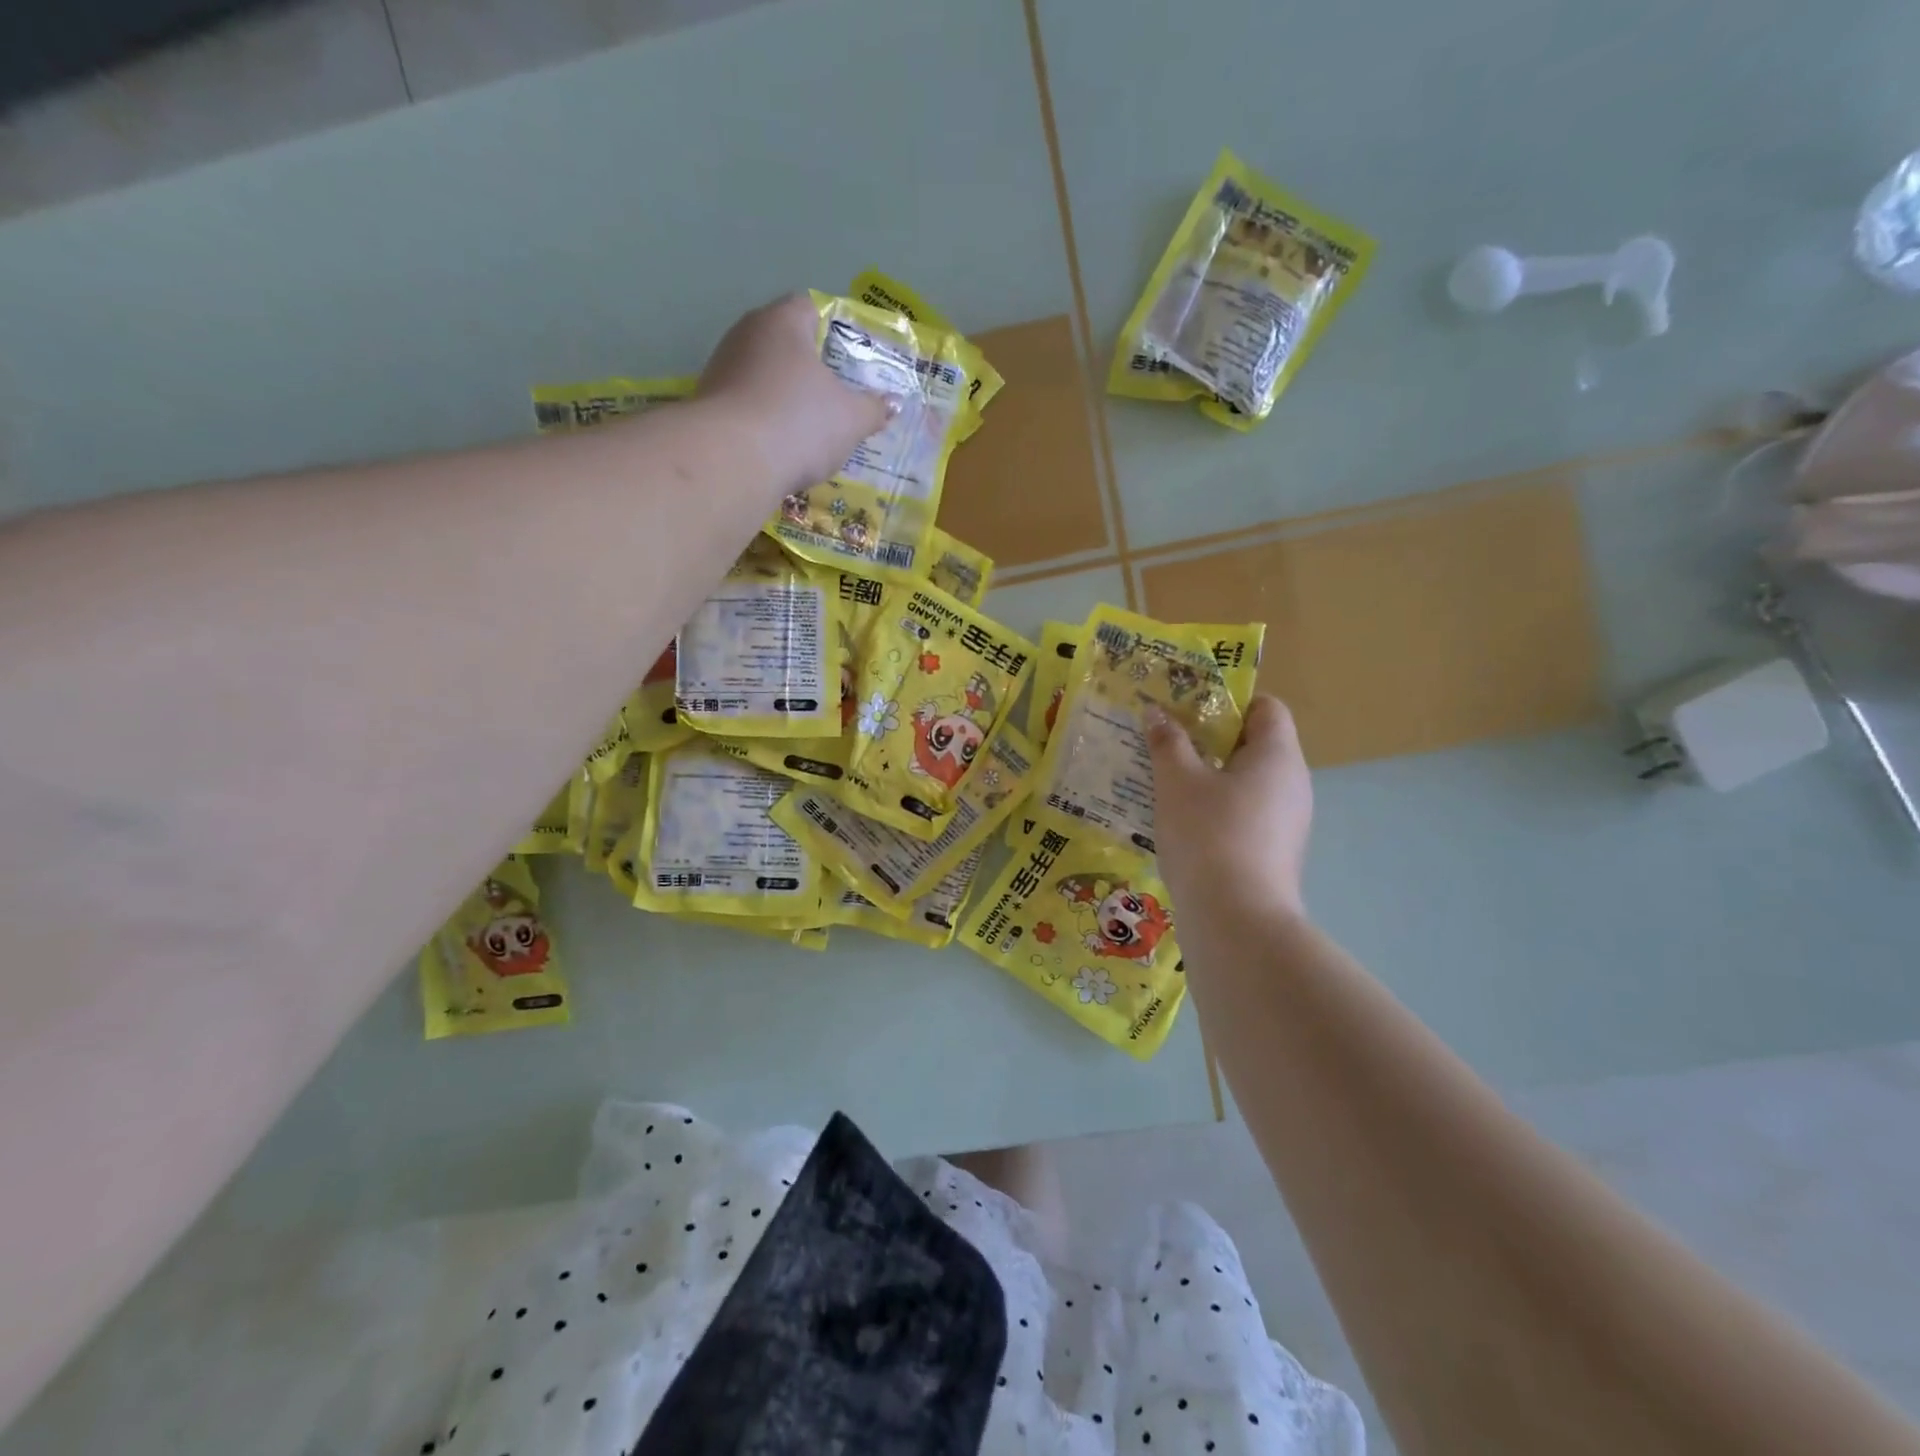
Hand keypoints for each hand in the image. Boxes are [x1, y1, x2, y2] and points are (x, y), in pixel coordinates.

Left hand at [698, 294, 891, 495]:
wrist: (731, 462)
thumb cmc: (799, 423)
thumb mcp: (850, 419)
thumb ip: (874, 408)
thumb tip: (893, 403)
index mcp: (782, 322)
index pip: (810, 307)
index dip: (834, 328)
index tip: (852, 357)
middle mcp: (745, 335)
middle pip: (784, 343)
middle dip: (810, 367)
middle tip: (838, 393)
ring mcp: (721, 369)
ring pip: (763, 376)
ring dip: (786, 396)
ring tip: (812, 425)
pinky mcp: (708, 406)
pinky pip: (748, 405)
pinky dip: (765, 420)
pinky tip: (782, 445)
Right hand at [1147, 695, 1311, 919]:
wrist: (1236, 920)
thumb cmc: (1208, 834)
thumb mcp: (1177, 781)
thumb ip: (1167, 742)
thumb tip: (1157, 712)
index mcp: (1278, 755)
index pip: (1266, 707)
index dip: (1228, 702)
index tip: (1188, 711)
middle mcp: (1293, 783)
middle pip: (1255, 745)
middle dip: (1210, 741)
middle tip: (1167, 744)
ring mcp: (1288, 822)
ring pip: (1247, 784)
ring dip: (1210, 779)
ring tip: (1166, 784)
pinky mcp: (1276, 853)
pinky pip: (1246, 816)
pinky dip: (1218, 811)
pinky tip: (1183, 825)